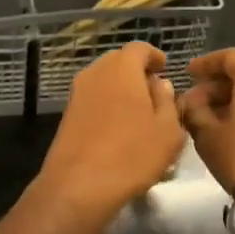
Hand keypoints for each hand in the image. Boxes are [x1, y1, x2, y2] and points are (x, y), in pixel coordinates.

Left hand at [34, 42, 186, 225]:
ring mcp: (76, 94)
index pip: (139, 48)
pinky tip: (119, 129)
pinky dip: (107, 105)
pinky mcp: (67, 115)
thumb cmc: (132, 155)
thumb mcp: (167, 131)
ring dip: (121, 90)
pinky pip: (92, 99)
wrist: (78, 186)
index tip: (165, 69)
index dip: (154, 56)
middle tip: (154, 93)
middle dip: (137, 72)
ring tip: (139, 114)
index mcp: (121, 69)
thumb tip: (159, 84)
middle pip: (118, 62)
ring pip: (103, 81)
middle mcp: (94, 74)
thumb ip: (167, 101)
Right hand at [177, 48, 234, 192]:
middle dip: (216, 87)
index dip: (206, 63)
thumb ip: (195, 111)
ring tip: (209, 120)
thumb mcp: (208, 134)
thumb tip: (191, 101)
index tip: (188, 73)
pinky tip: (231, 132)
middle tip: (193, 104)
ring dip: (232, 102)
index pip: (230, 57)